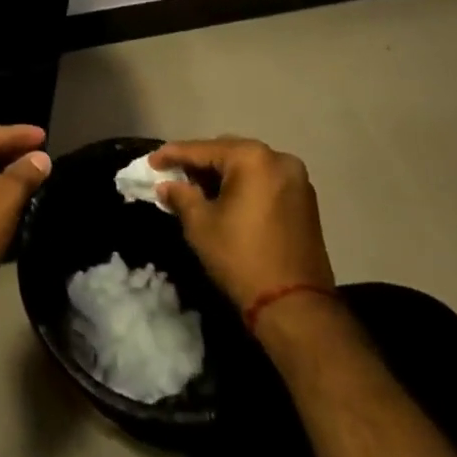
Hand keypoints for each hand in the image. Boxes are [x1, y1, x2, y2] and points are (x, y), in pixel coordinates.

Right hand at [151, 137, 334, 311]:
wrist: (295, 307)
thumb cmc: (241, 257)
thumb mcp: (200, 224)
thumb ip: (181, 196)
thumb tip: (166, 186)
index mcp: (252, 158)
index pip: (202, 149)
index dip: (172, 155)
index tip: (151, 162)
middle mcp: (279, 159)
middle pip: (227, 153)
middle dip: (199, 164)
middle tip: (173, 176)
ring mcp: (297, 180)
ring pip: (248, 167)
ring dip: (221, 176)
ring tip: (196, 190)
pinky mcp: (305, 202)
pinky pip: (265, 182)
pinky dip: (243, 186)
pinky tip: (224, 200)